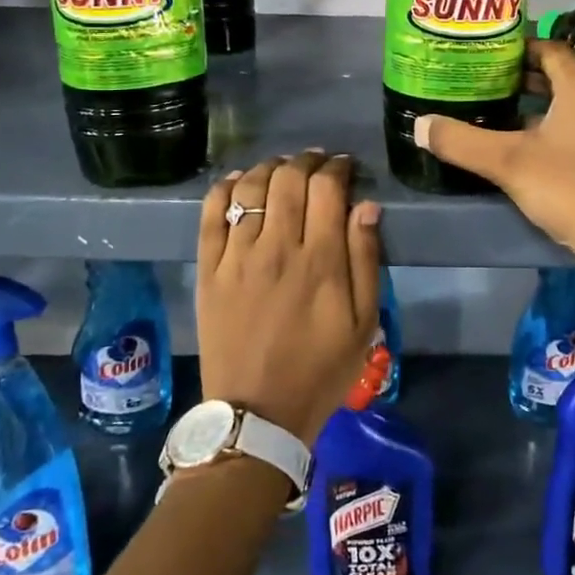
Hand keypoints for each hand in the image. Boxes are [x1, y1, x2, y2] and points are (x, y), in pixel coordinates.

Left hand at [196, 150, 382, 446]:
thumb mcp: (363, 323)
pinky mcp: (209, 270)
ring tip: (283, 168)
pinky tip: (238, 180)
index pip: (327, 188)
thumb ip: (366, 259)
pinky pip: (211, 214)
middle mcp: (277, 247)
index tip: (346, 167)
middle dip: (308, 160)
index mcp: (320, 260)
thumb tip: (366, 206)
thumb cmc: (321, 369)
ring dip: (270, 167)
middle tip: (318, 162)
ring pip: (250, 188)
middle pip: (289, 178)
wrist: (257, 414)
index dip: (339, 167)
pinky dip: (224, 188)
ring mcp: (237, 257)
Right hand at [413, 39, 574, 259]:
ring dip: (534, 99)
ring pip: (566, 100)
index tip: (484, 52)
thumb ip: (462, 141)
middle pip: (558, 72)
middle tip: (482, 78)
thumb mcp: (507, 162)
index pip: (549, 47)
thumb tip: (420, 125)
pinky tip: (521, 140)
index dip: (517, 46)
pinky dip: (548, 121)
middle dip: (520, 73)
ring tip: (495, 105)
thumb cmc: (568, 188)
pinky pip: (574, 121)